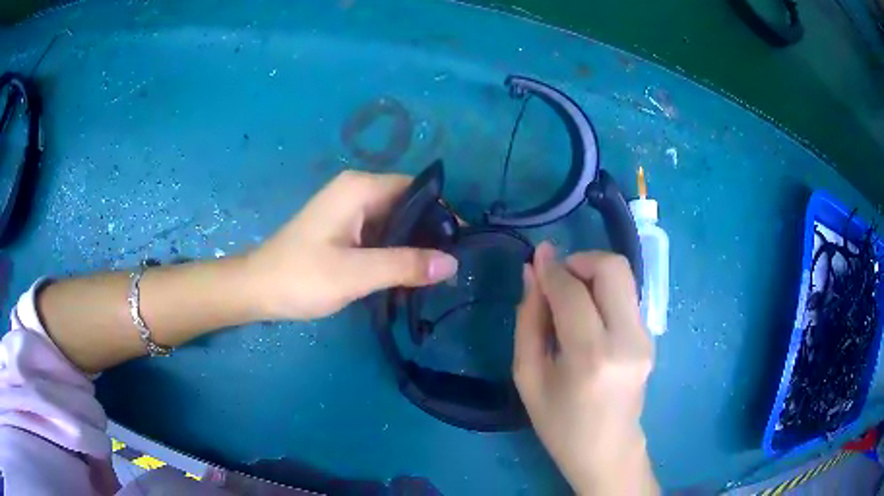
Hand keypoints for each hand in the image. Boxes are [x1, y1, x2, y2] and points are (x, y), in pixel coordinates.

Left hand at [244, 170, 458, 320]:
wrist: (257, 289)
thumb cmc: (301, 276)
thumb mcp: (355, 273)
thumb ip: (405, 265)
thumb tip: (453, 263)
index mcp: (359, 189)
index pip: (416, 189)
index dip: (442, 214)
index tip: (461, 245)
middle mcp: (357, 191)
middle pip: (407, 205)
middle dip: (429, 233)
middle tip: (451, 266)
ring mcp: (349, 210)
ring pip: (395, 222)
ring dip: (413, 246)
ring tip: (436, 274)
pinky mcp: (344, 229)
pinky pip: (380, 234)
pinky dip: (395, 252)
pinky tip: (408, 275)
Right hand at [514, 242, 657, 494]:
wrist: (607, 451)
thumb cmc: (559, 423)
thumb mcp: (528, 377)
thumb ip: (529, 321)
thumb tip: (532, 273)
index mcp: (591, 357)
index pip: (573, 292)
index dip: (552, 268)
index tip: (537, 256)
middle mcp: (627, 340)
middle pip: (612, 268)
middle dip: (581, 260)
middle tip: (559, 279)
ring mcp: (645, 337)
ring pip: (624, 276)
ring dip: (593, 273)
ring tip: (570, 298)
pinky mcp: (651, 337)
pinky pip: (626, 296)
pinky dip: (604, 292)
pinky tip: (589, 316)